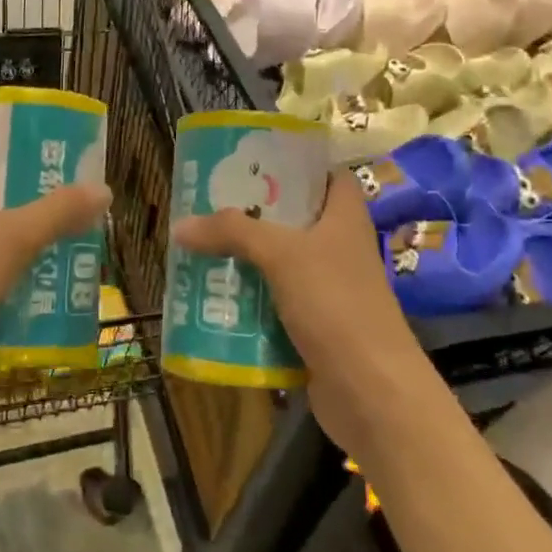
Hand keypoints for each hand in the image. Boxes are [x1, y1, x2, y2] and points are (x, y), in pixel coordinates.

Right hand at [172, 171, 432, 459]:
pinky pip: (274, 304)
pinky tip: (213, 297)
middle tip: (207, 205)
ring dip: (244, 260)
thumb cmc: (335, 304)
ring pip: (279, 264)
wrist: (371, 391)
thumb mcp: (282, 255)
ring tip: (199, 249)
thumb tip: (181, 225)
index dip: (294, 164)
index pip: (325, 175)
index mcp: (344, 217)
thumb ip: (233, 232)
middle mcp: (338, 247)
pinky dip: (248, 301)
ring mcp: (327, 289)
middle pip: (292, 219)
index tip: (251, 160)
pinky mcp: (314, 326)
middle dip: (252, 214)